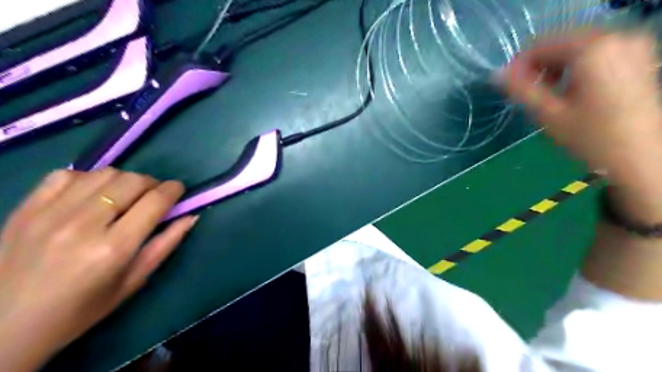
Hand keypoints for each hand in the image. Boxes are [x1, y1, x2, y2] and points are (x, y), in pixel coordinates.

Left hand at [1, 168, 197, 371]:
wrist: (3, 327)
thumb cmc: (81, 309)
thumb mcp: (134, 281)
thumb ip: (166, 244)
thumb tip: (191, 216)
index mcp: (113, 248)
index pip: (155, 201)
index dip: (174, 190)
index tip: (179, 191)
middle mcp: (83, 224)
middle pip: (132, 181)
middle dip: (152, 183)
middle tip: (154, 196)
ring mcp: (49, 213)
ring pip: (103, 173)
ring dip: (124, 180)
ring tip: (125, 195)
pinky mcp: (25, 208)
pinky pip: (66, 174)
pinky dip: (88, 178)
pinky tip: (91, 195)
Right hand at [500, 30, 660, 187]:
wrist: (641, 155)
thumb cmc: (590, 137)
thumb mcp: (548, 114)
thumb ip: (520, 90)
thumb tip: (496, 75)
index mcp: (593, 49)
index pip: (540, 44)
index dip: (519, 66)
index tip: (510, 89)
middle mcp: (616, 36)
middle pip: (560, 41)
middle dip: (538, 66)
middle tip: (529, 93)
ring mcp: (631, 44)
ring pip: (576, 45)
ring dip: (555, 66)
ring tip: (550, 93)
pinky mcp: (638, 54)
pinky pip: (595, 50)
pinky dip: (575, 65)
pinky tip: (572, 88)